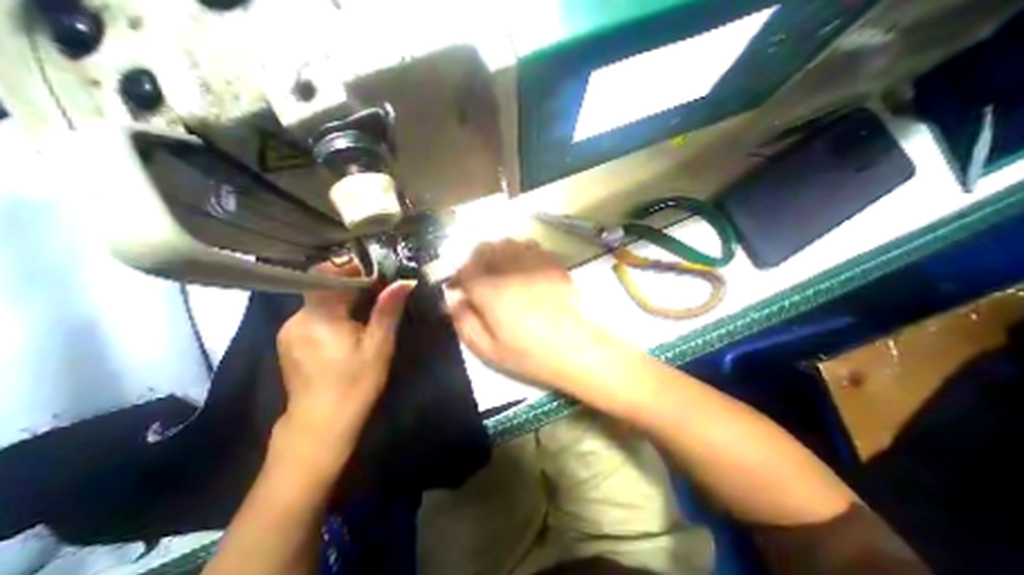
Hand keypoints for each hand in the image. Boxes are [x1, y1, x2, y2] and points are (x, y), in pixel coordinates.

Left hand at [276, 259, 414, 476]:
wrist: (321, 424)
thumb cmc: (355, 383)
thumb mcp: (379, 345)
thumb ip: (388, 310)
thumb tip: (405, 282)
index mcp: (319, 317)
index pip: (325, 275)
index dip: (350, 268)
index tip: (375, 274)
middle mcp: (297, 318)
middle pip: (323, 288)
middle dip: (351, 287)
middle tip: (379, 294)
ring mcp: (289, 331)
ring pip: (319, 303)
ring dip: (343, 301)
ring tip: (366, 313)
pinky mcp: (289, 342)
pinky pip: (313, 317)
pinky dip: (332, 314)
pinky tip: (348, 330)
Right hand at [446, 238, 592, 385]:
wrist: (574, 348)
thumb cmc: (529, 353)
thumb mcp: (488, 349)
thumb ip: (464, 322)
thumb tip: (453, 301)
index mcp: (490, 290)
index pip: (465, 271)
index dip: (457, 277)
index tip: (457, 287)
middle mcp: (509, 269)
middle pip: (485, 249)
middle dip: (475, 261)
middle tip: (476, 277)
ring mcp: (534, 263)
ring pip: (507, 243)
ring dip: (497, 253)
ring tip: (499, 269)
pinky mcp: (552, 263)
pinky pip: (530, 246)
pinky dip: (520, 252)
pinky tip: (523, 267)